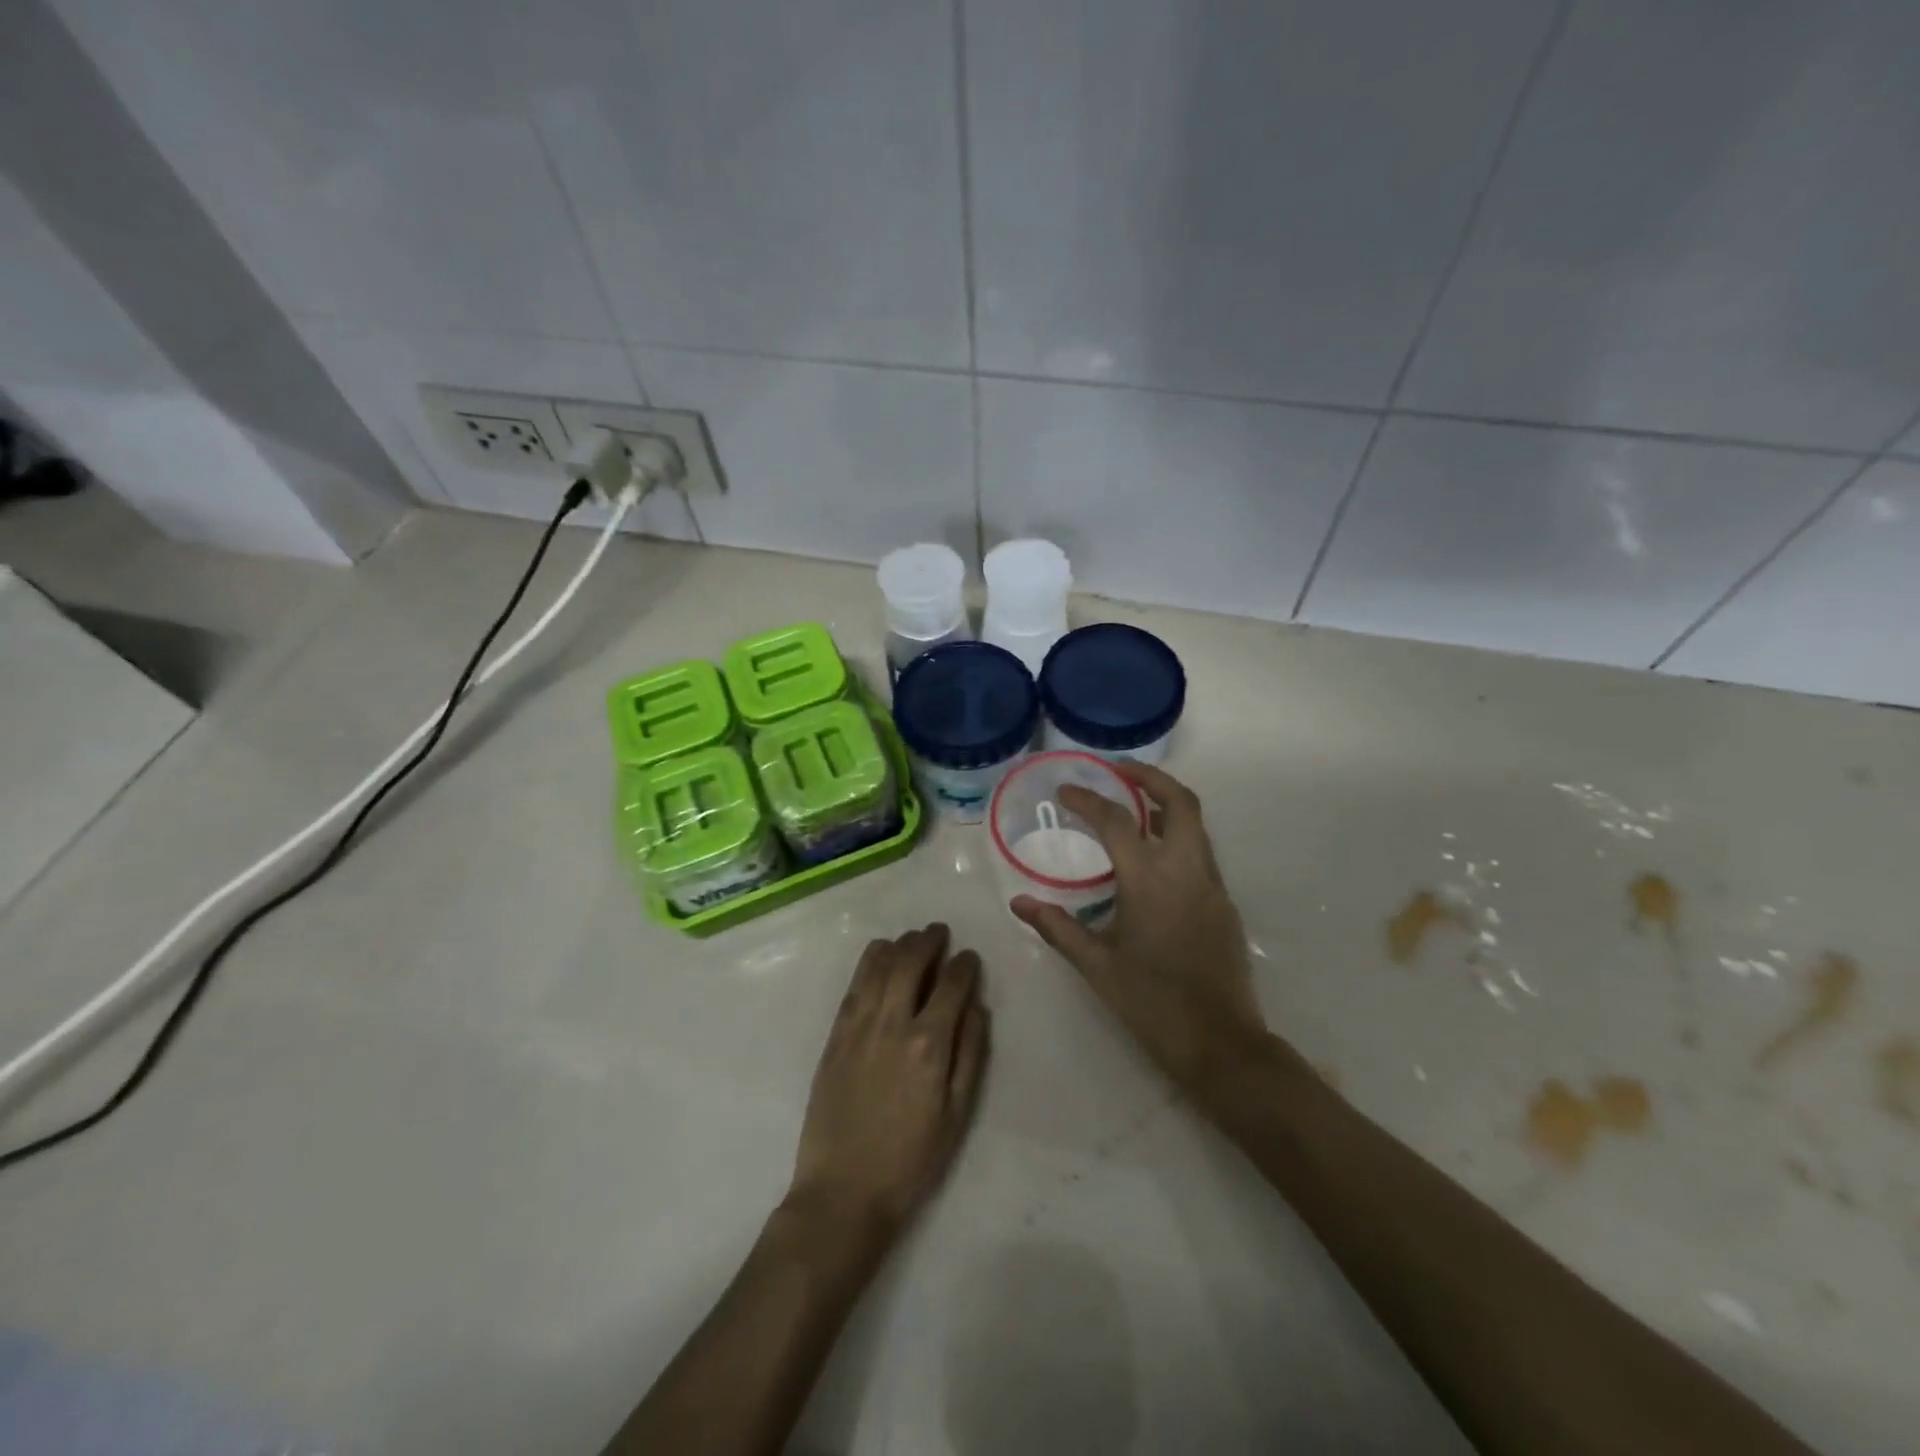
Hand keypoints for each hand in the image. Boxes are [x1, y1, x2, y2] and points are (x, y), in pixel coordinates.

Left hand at [786, 925, 989, 1246]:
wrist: (844, 1191)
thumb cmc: (910, 1159)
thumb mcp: (956, 1114)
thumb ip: (970, 1054)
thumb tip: (977, 1007)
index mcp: (929, 1044)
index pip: (952, 985)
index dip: (964, 965)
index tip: (969, 957)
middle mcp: (893, 1023)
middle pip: (911, 963)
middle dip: (929, 941)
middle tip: (939, 932)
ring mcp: (859, 1026)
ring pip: (879, 966)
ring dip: (899, 944)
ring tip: (911, 938)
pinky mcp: (835, 1035)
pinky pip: (854, 985)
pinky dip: (868, 961)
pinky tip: (878, 953)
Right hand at [1012, 763, 1264, 1092]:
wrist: (1220, 1044)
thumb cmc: (1152, 1003)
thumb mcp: (1097, 965)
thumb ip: (1058, 927)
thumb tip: (1019, 903)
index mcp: (1150, 880)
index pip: (1116, 821)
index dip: (1088, 800)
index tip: (1065, 791)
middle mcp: (1187, 870)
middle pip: (1179, 801)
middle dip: (1149, 778)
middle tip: (1118, 771)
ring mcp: (1213, 885)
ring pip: (1196, 824)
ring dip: (1166, 804)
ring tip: (1133, 806)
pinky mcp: (1224, 903)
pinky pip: (1201, 852)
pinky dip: (1177, 836)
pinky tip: (1153, 857)